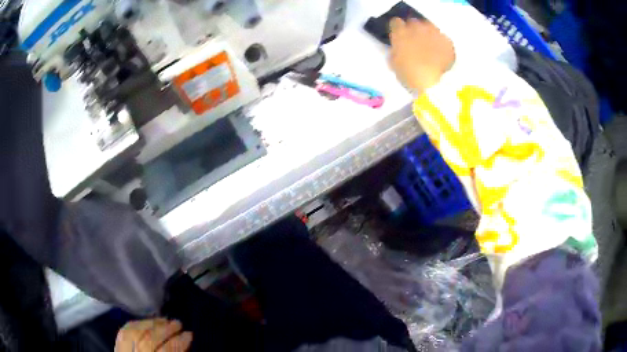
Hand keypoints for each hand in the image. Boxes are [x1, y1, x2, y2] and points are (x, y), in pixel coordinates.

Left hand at [115, 319, 192, 351]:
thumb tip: (184, 344)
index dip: (178, 342)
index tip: (189, 334)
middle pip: (149, 342)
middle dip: (165, 330)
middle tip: (178, 323)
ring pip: (134, 333)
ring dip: (151, 324)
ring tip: (165, 320)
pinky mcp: (117, 347)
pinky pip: (124, 332)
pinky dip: (136, 324)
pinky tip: (147, 322)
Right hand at [389, 17, 455, 93]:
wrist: (435, 84)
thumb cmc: (410, 76)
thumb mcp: (394, 64)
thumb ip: (396, 51)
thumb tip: (398, 48)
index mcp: (400, 33)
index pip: (395, 23)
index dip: (397, 29)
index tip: (399, 37)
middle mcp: (416, 28)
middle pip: (413, 23)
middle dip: (413, 31)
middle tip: (415, 43)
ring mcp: (433, 33)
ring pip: (429, 28)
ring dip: (427, 34)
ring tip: (429, 47)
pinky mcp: (447, 41)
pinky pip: (441, 38)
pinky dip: (440, 43)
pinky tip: (440, 53)